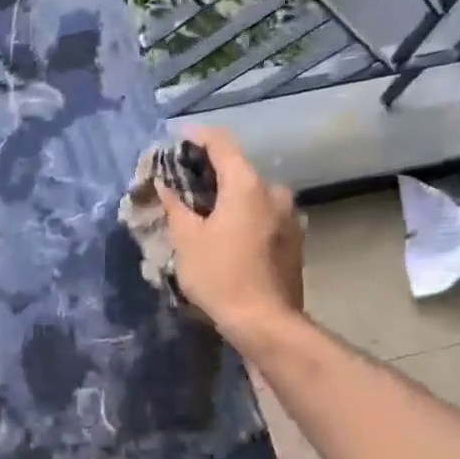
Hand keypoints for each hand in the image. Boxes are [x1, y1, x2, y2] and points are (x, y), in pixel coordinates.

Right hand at [155, 127, 303, 345]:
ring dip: (228, 195)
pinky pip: (263, 214)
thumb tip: (164, 183)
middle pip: (238, 168)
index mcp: (247, 185)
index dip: (196, 136)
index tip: (176, 138)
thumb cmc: (220, 276)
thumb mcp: (187, 240)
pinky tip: (226, 233)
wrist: (266, 322)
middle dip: (209, 171)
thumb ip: (175, 205)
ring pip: (252, 193)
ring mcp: (290, 215)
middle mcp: (274, 191)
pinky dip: (243, 214)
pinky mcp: (294, 238)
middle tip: (182, 181)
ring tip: (203, 211)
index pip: (221, 142)